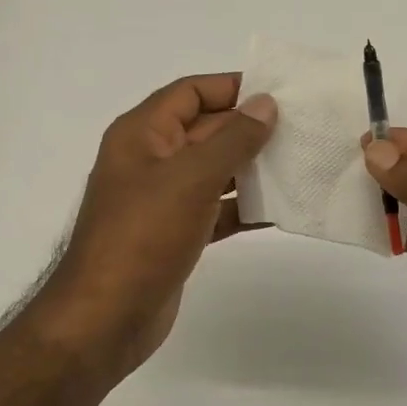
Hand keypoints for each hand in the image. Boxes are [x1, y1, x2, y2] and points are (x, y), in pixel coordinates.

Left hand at [53, 73, 276, 375]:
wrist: (105, 318)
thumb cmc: (143, 236)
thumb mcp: (191, 178)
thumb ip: (232, 138)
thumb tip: (265, 104)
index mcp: (142, 134)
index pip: (190, 93)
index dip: (230, 87)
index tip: (277, 91)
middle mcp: (150, 160)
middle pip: (205, 129)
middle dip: (248, 128)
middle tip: (300, 129)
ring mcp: (162, 199)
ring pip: (212, 170)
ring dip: (250, 168)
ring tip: (298, 164)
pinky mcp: (174, 234)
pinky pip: (214, 208)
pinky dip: (242, 207)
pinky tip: (278, 209)